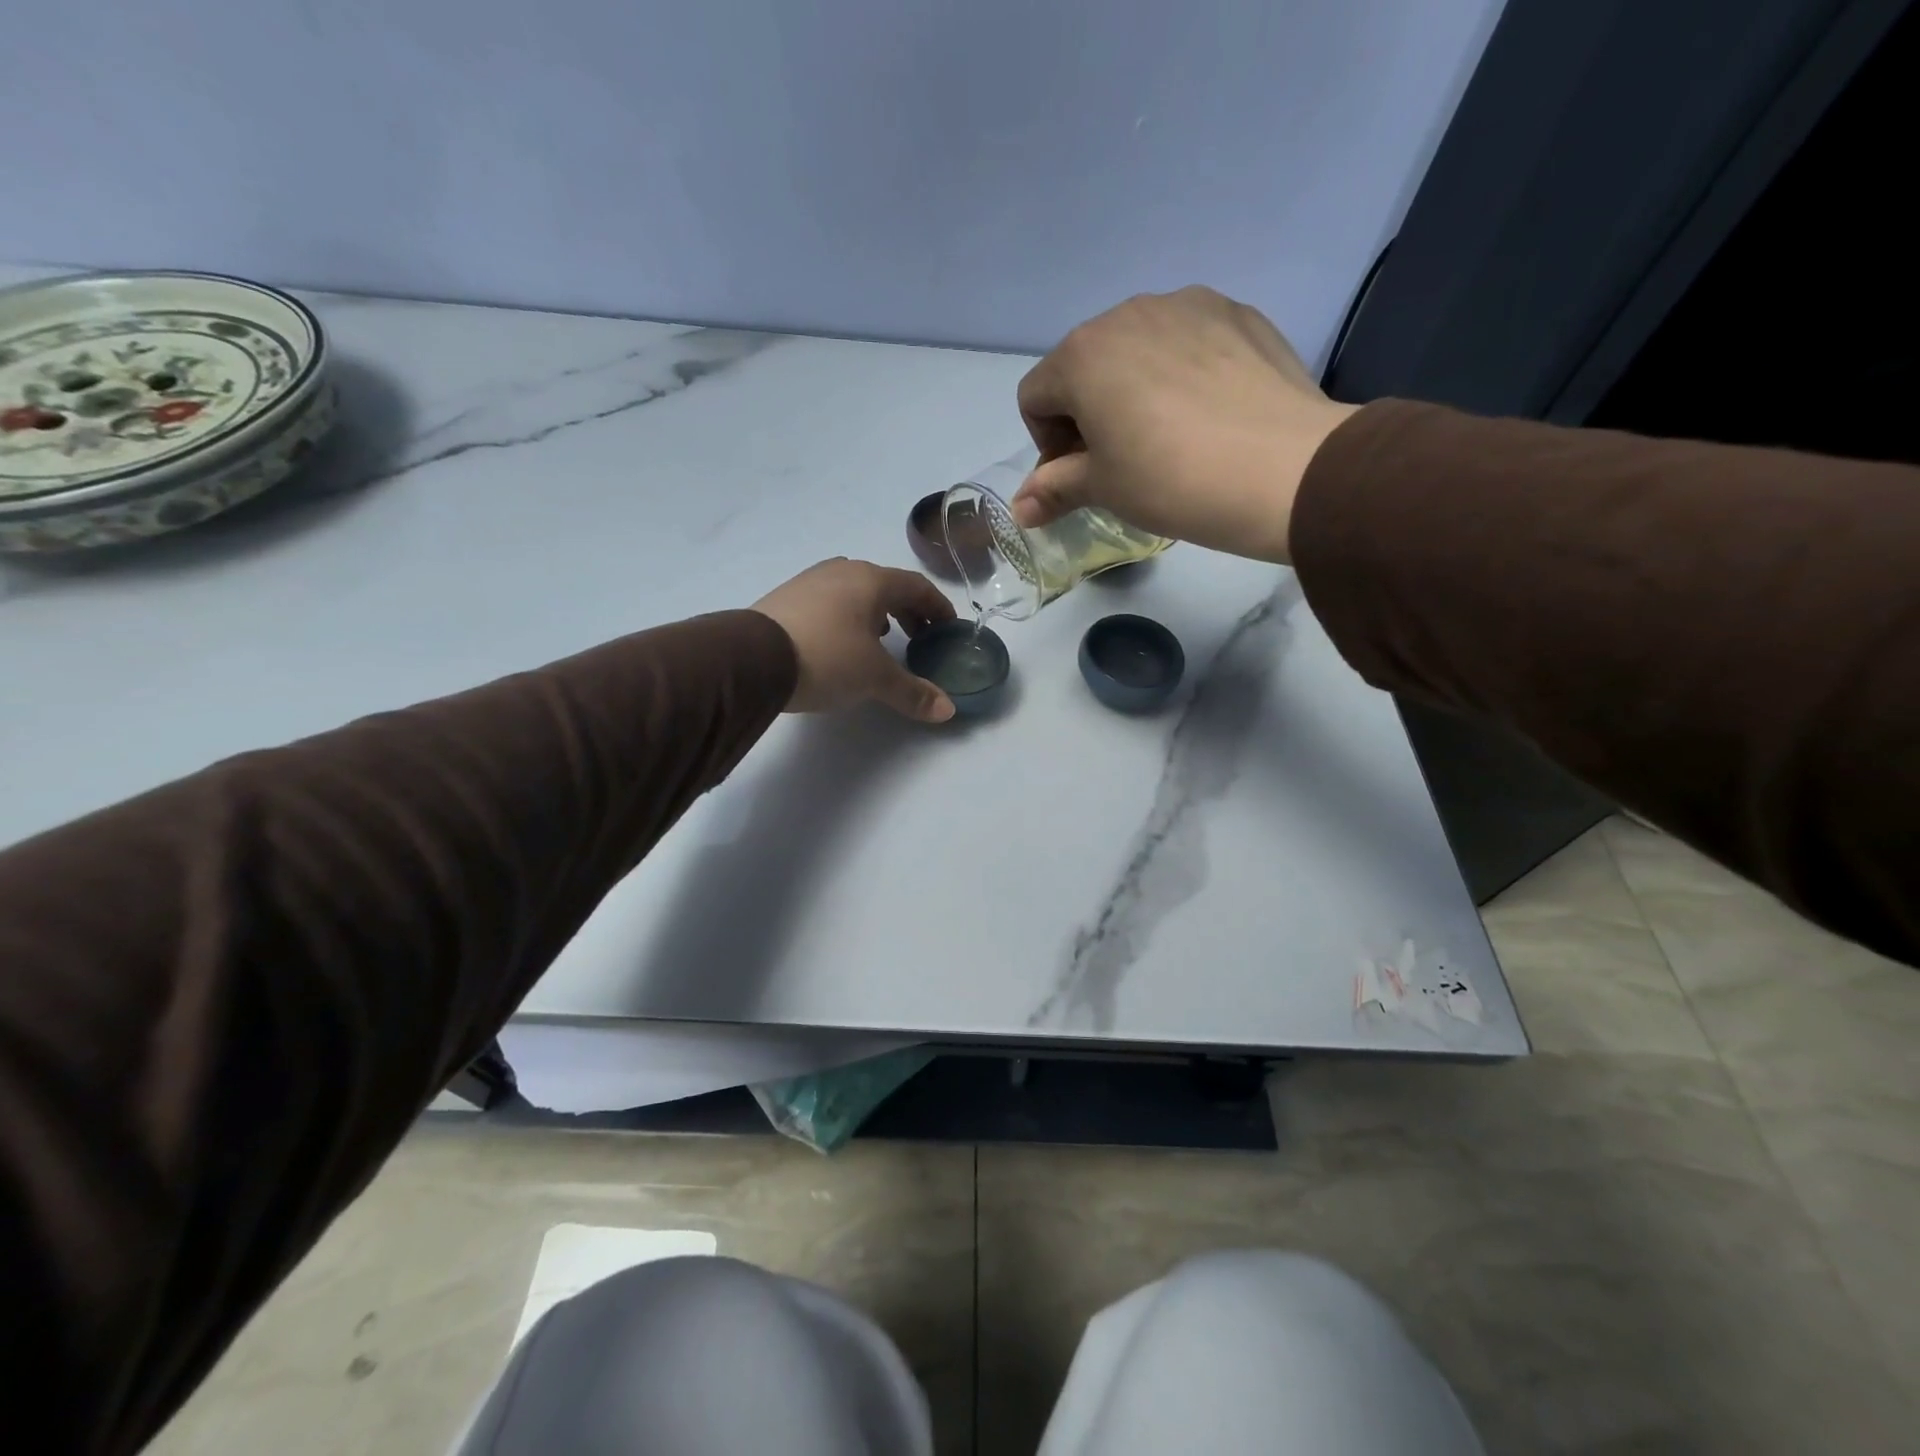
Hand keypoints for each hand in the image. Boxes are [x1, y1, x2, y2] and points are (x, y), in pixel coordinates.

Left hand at [753, 558, 958, 722]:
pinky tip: (842, 643)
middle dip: (908, 611)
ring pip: (855, 592)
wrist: (752, 660)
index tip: (948, 627)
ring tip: (882, 641)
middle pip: (886, 586)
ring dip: (876, 614)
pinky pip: (830, 602)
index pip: (916, 586)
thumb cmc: (827, 658)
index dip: (938, 607)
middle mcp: (842, 571)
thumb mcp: (875, 679)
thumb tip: (947, 709)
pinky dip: (848, 618)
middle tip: (919, 638)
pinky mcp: (786, 598)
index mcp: (871, 580)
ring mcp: (810, 582)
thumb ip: (913, 692)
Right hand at [1011, 286, 1359, 563]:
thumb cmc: (1172, 481)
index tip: (1080, 476)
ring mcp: (1188, 304)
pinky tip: (1209, 413)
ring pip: (1136, 348)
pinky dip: (1181, 372)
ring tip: (1170, 435)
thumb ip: (1054, 490)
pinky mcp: (1238, 312)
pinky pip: (1187, 340)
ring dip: (1133, 388)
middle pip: (1084, 366)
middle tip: (1121, 460)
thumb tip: (1019, 510)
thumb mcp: (1103, 490)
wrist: (1284, 470)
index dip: (1046, 444)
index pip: (1035, 396)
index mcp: (1082, 354)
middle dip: (1088, 412)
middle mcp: (1128, 312)